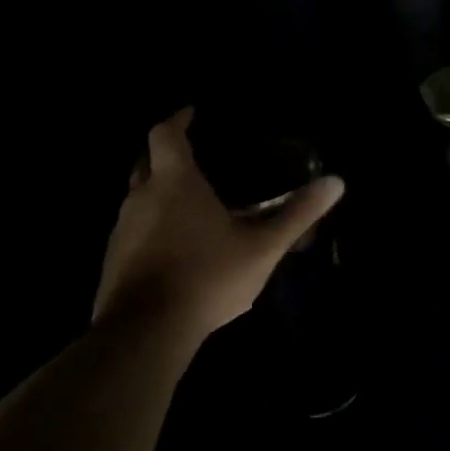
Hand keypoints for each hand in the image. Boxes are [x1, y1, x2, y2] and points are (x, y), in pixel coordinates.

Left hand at [93, 107, 344, 363]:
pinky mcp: (113, 264)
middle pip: (146, 164)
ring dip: (159, 194)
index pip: (165, 135)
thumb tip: (336, 182)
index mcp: (174, 183)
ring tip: (192, 203)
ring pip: (138, 199)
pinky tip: (178, 247)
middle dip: (167, 156)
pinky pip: (134, 231)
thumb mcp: (263, 247)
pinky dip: (153, 227)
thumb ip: (298, 213)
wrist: (143, 337)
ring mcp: (121, 233)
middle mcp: (141, 199)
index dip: (177, 120)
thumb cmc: (206, 277)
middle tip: (196, 158)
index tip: (192, 113)